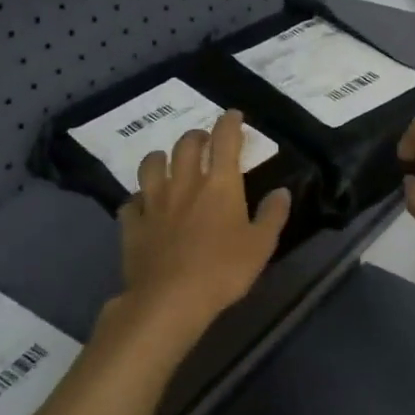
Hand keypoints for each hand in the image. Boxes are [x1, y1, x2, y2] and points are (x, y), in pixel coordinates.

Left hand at [117, 109, 290, 332]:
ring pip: (151, 165)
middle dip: (197, 136)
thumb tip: (282, 192)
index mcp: (219, 185)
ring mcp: (154, 202)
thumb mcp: (261, 246)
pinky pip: (131, 202)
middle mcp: (184, 184)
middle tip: (204, 140)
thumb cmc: (223, 270)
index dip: (230, 123)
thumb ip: (272, 215)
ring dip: (161, 157)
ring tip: (167, 161)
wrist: (170, 299)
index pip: (225, 141)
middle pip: (186, 145)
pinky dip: (138, 199)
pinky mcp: (133, 224)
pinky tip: (142, 205)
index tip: (234, 115)